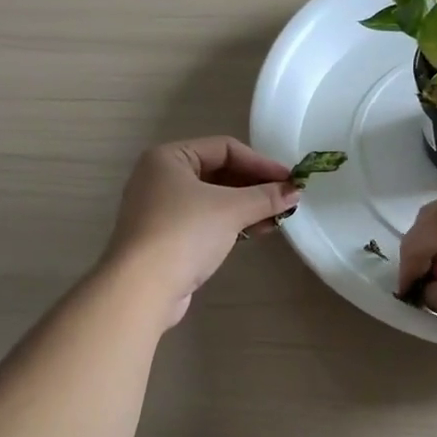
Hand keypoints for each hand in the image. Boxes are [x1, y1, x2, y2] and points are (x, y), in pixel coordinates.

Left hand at [105, 137, 301, 324]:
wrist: (142, 288)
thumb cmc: (184, 233)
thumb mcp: (230, 209)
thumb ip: (265, 197)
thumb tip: (294, 192)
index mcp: (169, 157)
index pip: (224, 149)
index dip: (260, 163)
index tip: (290, 180)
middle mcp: (160, 177)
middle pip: (218, 172)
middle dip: (254, 186)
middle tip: (286, 198)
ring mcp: (160, 208)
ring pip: (212, 198)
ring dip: (246, 206)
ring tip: (277, 217)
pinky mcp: (164, 237)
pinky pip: (204, 220)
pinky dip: (229, 222)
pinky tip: (255, 231)